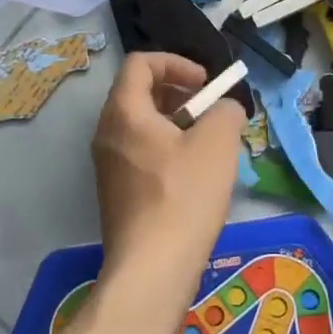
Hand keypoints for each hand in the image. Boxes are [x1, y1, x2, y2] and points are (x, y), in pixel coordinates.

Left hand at [91, 53, 245, 299]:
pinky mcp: (115, 193)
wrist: (151, 271)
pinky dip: (166, 149)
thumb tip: (224, 109)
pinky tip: (194, 177)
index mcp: (124, 112)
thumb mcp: (218, 142)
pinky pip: (140, 153)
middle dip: (179, 93)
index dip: (176, 63)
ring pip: (141, 125)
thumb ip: (226, 110)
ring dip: (176, 123)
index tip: (206, 84)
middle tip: (209, 112)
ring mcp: (108, 166)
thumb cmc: (183, 196)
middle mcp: (107, 133)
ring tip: (208, 145)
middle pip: (139, 93)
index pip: (141, 63)